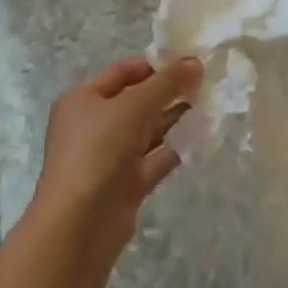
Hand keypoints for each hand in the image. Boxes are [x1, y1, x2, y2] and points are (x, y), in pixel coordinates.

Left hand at [31, 55, 202, 266]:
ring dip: (173, 119)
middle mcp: (92, 126)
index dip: (154, 65)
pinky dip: (173, 150)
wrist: (79, 225)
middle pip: (135, 101)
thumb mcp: (134, 106)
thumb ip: (167, 83)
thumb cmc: (99, 150)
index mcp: (82, 99)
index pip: (121, 72)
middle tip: (204, 84)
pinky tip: (199, 140)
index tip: (188, 62)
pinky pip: (152, 160)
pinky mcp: (123, 186)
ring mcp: (107, 158)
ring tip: (208, 106)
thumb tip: (195, 62)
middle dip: (167, 92)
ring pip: (145, 131)